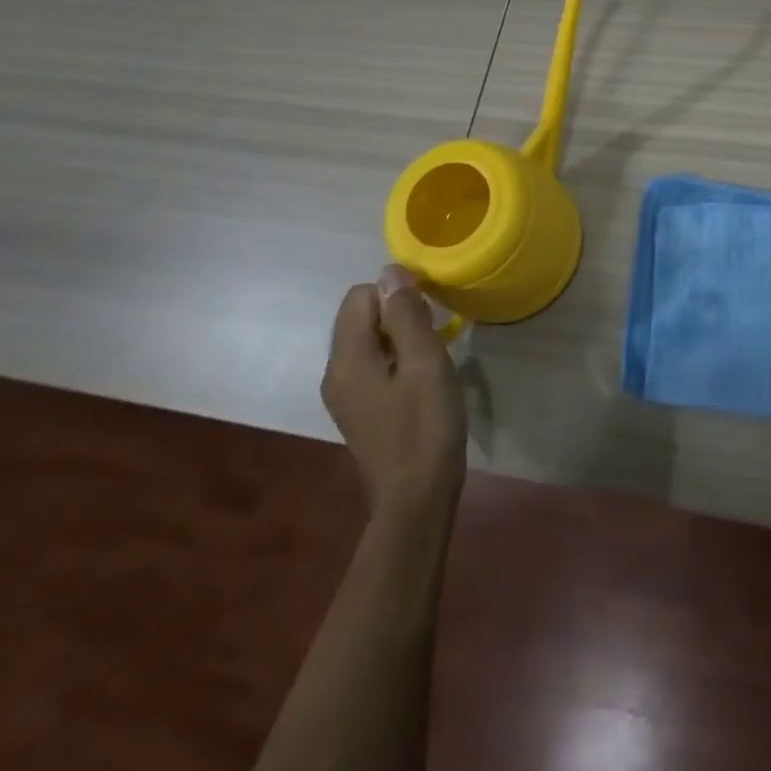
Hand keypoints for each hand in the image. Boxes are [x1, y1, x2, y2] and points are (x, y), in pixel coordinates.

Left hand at [321, 266, 465, 524]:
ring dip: (400, 334)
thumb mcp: (425, 363)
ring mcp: (345, 393)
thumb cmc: (425, 426)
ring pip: (369, 338)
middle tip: (434, 332)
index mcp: (347, 359)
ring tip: (432, 354)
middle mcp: (336, 372)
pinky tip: (422, 377)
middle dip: (397, 312)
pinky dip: (396, 357)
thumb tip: (390, 271)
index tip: (429, 310)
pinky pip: (373, 362)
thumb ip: (405, 315)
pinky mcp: (359, 408)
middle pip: (360, 315)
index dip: (396, 292)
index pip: (361, 296)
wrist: (416, 499)